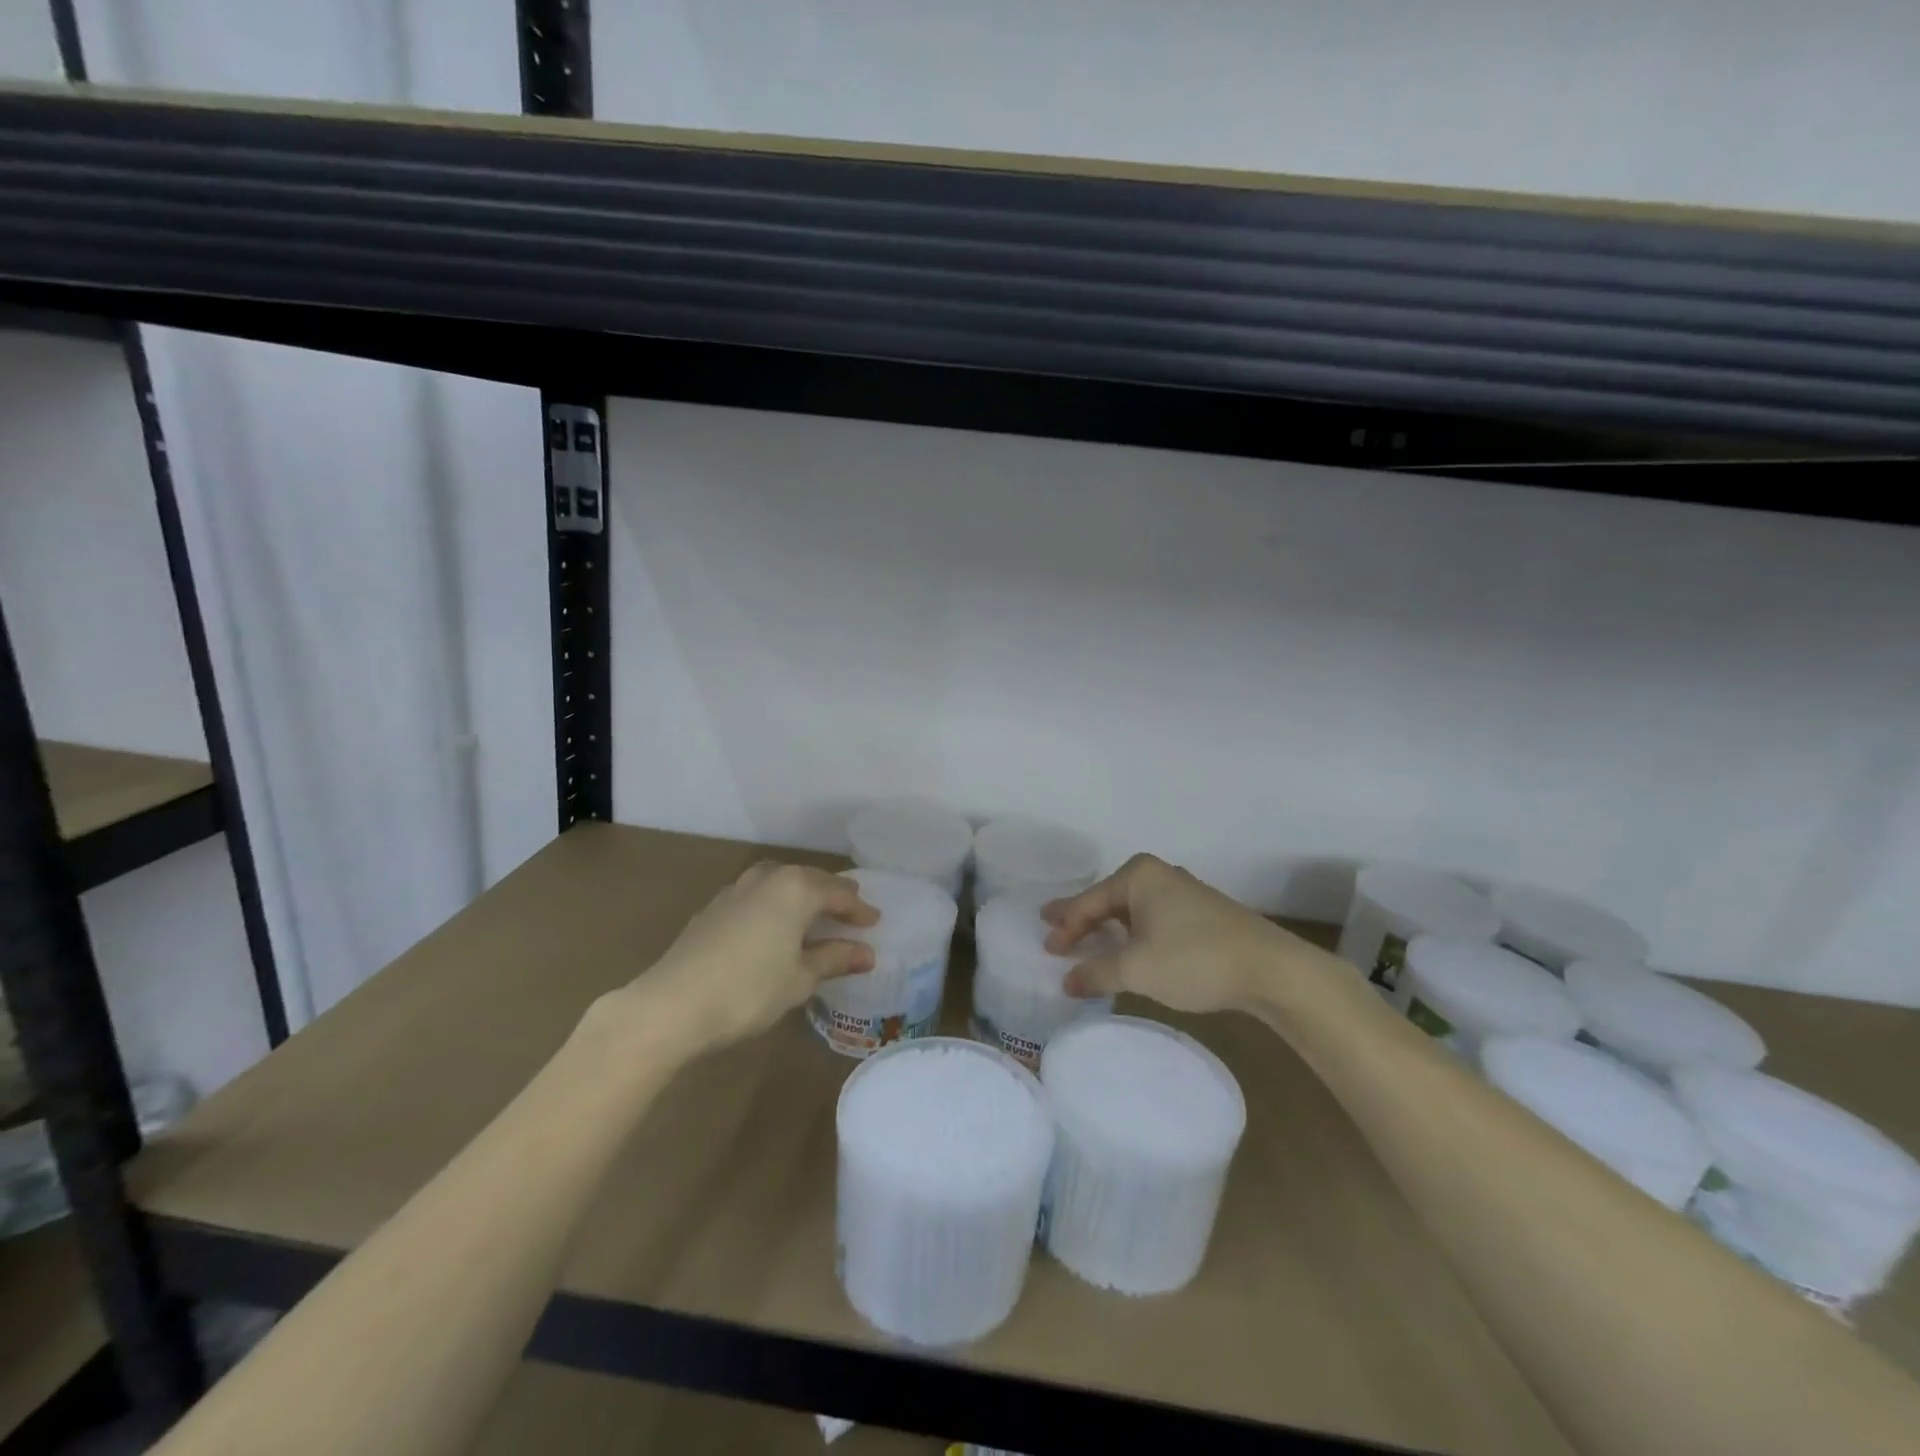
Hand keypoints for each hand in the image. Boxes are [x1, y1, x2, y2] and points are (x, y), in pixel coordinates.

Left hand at [625, 862, 878, 1050]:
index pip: (838, 893)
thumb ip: (834, 959)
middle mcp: (767, 879)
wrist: (671, 1005)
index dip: (858, 909)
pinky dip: (774, 904)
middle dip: (831, 894)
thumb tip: (867, 953)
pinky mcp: (712, 908)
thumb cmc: (748, 991)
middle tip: (850, 911)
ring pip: (779, 881)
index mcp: (795, 889)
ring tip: (813, 913)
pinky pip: (756, 895)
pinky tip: (773, 925)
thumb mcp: (800, 979)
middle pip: (809, 879)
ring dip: (800, 894)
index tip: (875, 921)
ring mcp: (735, 890)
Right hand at [1042, 854, 1300, 1013]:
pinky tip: (1129, 950)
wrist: (1270, 969)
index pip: (1089, 902)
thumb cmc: (1194, 959)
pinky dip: (1133, 935)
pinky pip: (1152, 920)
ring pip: (1132, 911)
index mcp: (1138, 875)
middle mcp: (1159, 875)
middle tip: (1054, 932)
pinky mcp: (1201, 914)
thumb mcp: (1137, 969)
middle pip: (1108, 900)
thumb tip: (1066, 981)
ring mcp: (1183, 893)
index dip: (1065, 927)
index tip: (1046, 948)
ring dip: (1109, 930)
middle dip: (1083, 920)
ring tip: (1086, 941)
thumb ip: (1096, 972)